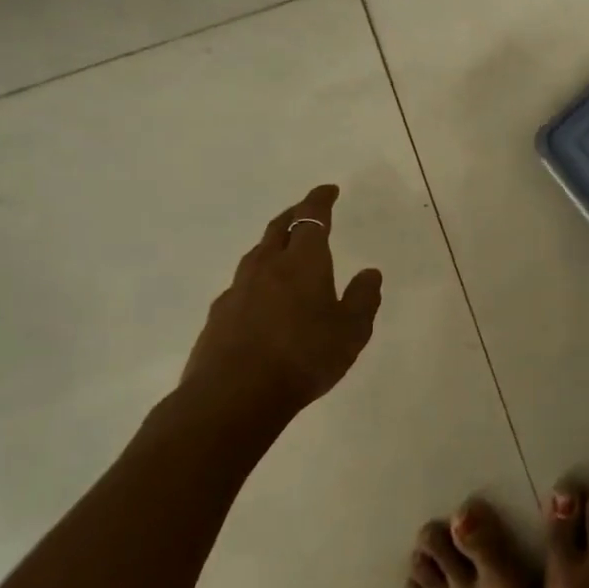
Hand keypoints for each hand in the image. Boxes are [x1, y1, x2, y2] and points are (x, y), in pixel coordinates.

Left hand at [180, 185, 383, 424]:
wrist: (233, 396)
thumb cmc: (303, 358)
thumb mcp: (351, 332)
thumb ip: (364, 299)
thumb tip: (370, 273)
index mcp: (303, 262)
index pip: (311, 217)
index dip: (320, 200)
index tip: (329, 190)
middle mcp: (268, 266)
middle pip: (279, 228)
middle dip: (294, 214)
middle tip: (306, 211)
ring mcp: (238, 289)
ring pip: (257, 254)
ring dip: (273, 244)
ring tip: (284, 250)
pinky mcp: (218, 315)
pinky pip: (242, 284)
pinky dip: (257, 278)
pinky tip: (261, 297)